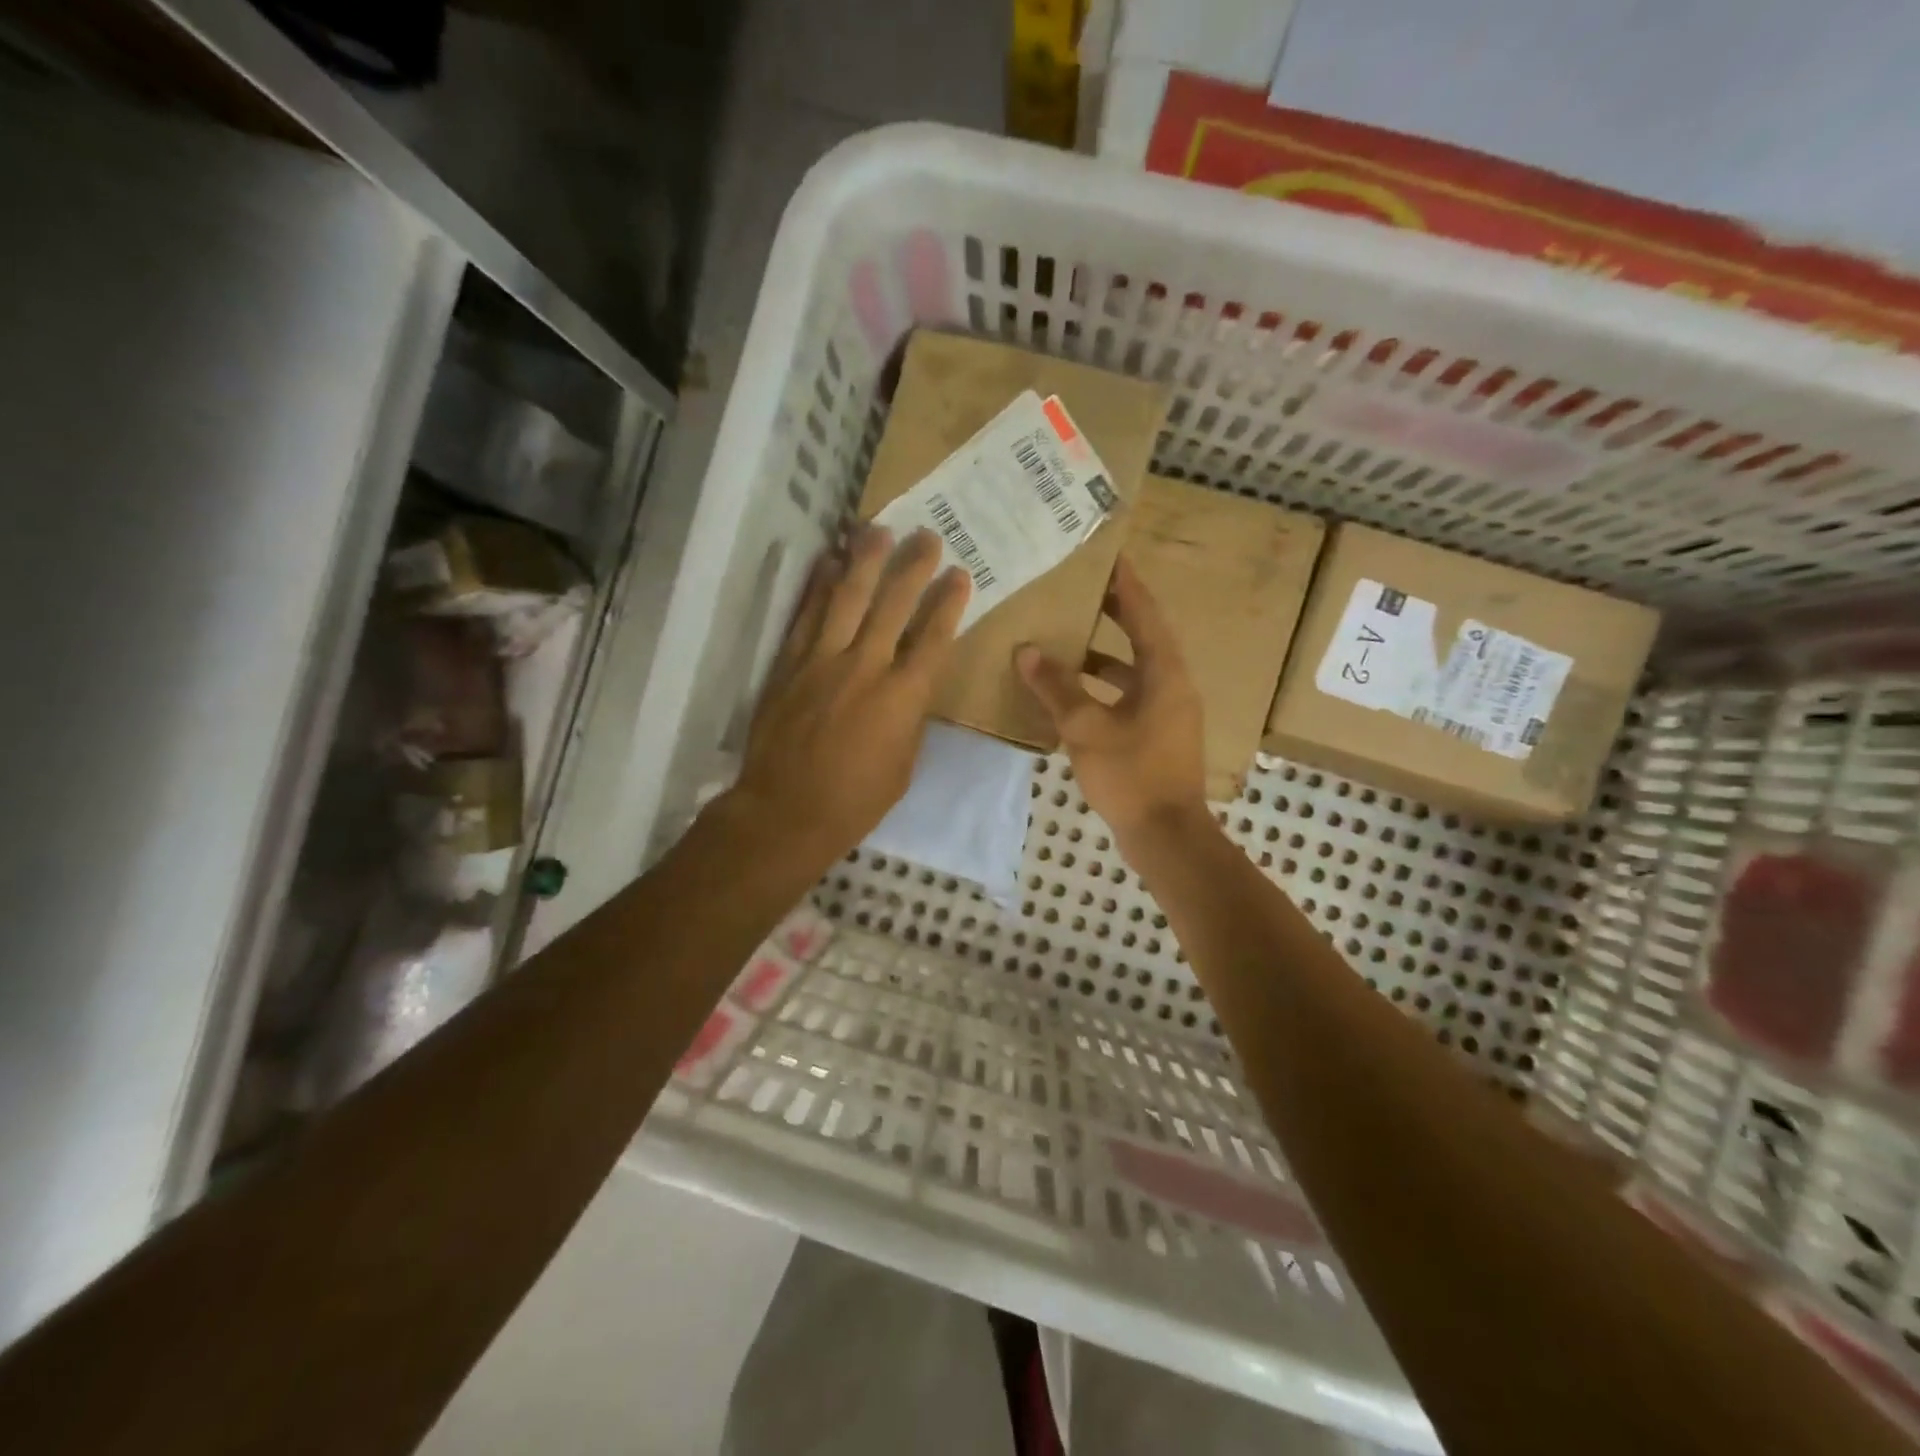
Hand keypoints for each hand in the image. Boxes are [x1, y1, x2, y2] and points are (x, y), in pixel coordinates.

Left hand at [726, 525, 969, 873]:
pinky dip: (818, 587)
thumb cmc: (855, 800)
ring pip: (846, 598)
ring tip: (877, 529)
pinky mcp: (789, 664)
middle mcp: (866, 667)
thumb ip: (910, 717)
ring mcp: (823, 661)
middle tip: (927, 537)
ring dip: (864, 561)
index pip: (933, 638)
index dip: (948, 603)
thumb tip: (910, 687)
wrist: (786, 811)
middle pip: (893, 605)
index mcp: (903, 697)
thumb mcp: (903, 765)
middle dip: (913, 567)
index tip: (959, 575)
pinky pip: (806, 615)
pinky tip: (828, 562)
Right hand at [1015, 558, 1208, 845]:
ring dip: (1102, 656)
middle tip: (1081, 590)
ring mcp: (1167, 713)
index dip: (1125, 585)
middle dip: (1113, 614)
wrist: (1166, 836)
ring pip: (1133, 671)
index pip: (1144, 614)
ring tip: (1065, 641)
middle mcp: (1172, 685)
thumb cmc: (1131, 775)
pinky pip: (1128, 697)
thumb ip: (1056, 687)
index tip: (1108, 556)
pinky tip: (1070, 696)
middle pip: (1142, 638)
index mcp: (1164, 674)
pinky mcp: (1157, 736)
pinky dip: (1102, 689)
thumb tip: (1027, 651)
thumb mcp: (1086, 728)